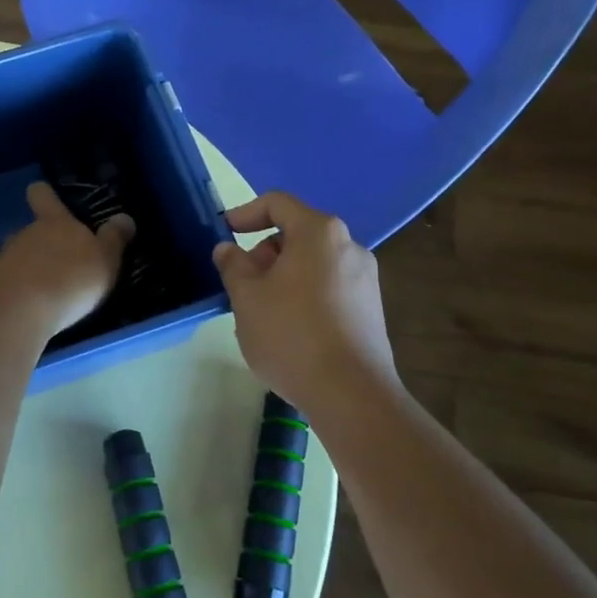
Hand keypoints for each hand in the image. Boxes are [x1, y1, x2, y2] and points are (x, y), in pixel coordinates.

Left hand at [0, 182, 134, 337]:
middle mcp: (26, 233)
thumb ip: (114, 238)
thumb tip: (123, 218)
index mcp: (54, 222)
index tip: (47, 196)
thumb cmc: (70, 279)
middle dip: (47, 243)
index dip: (45, 193)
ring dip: (34, 268)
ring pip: (21, 256)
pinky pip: (12, 282)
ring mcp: (5, 259)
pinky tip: (35, 309)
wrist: (19, 313)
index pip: (42, 195)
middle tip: (67, 265)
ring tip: (52, 292)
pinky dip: (23, 292)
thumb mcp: (105, 259)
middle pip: (34, 230)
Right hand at [213, 192, 400, 417]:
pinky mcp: (371, 308)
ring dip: (283, 276)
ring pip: (313, 263)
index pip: (278, 204)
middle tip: (242, 283)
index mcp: (319, 232)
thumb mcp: (246, 298)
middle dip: (264, 252)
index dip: (245, 213)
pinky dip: (305, 295)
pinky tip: (290, 330)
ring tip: (262, 312)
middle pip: (297, 234)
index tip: (225, 233)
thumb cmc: (291, 335)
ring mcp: (365, 278)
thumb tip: (227, 249)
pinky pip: (329, 287)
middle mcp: (349, 246)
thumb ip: (233, 265)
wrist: (351, 394)